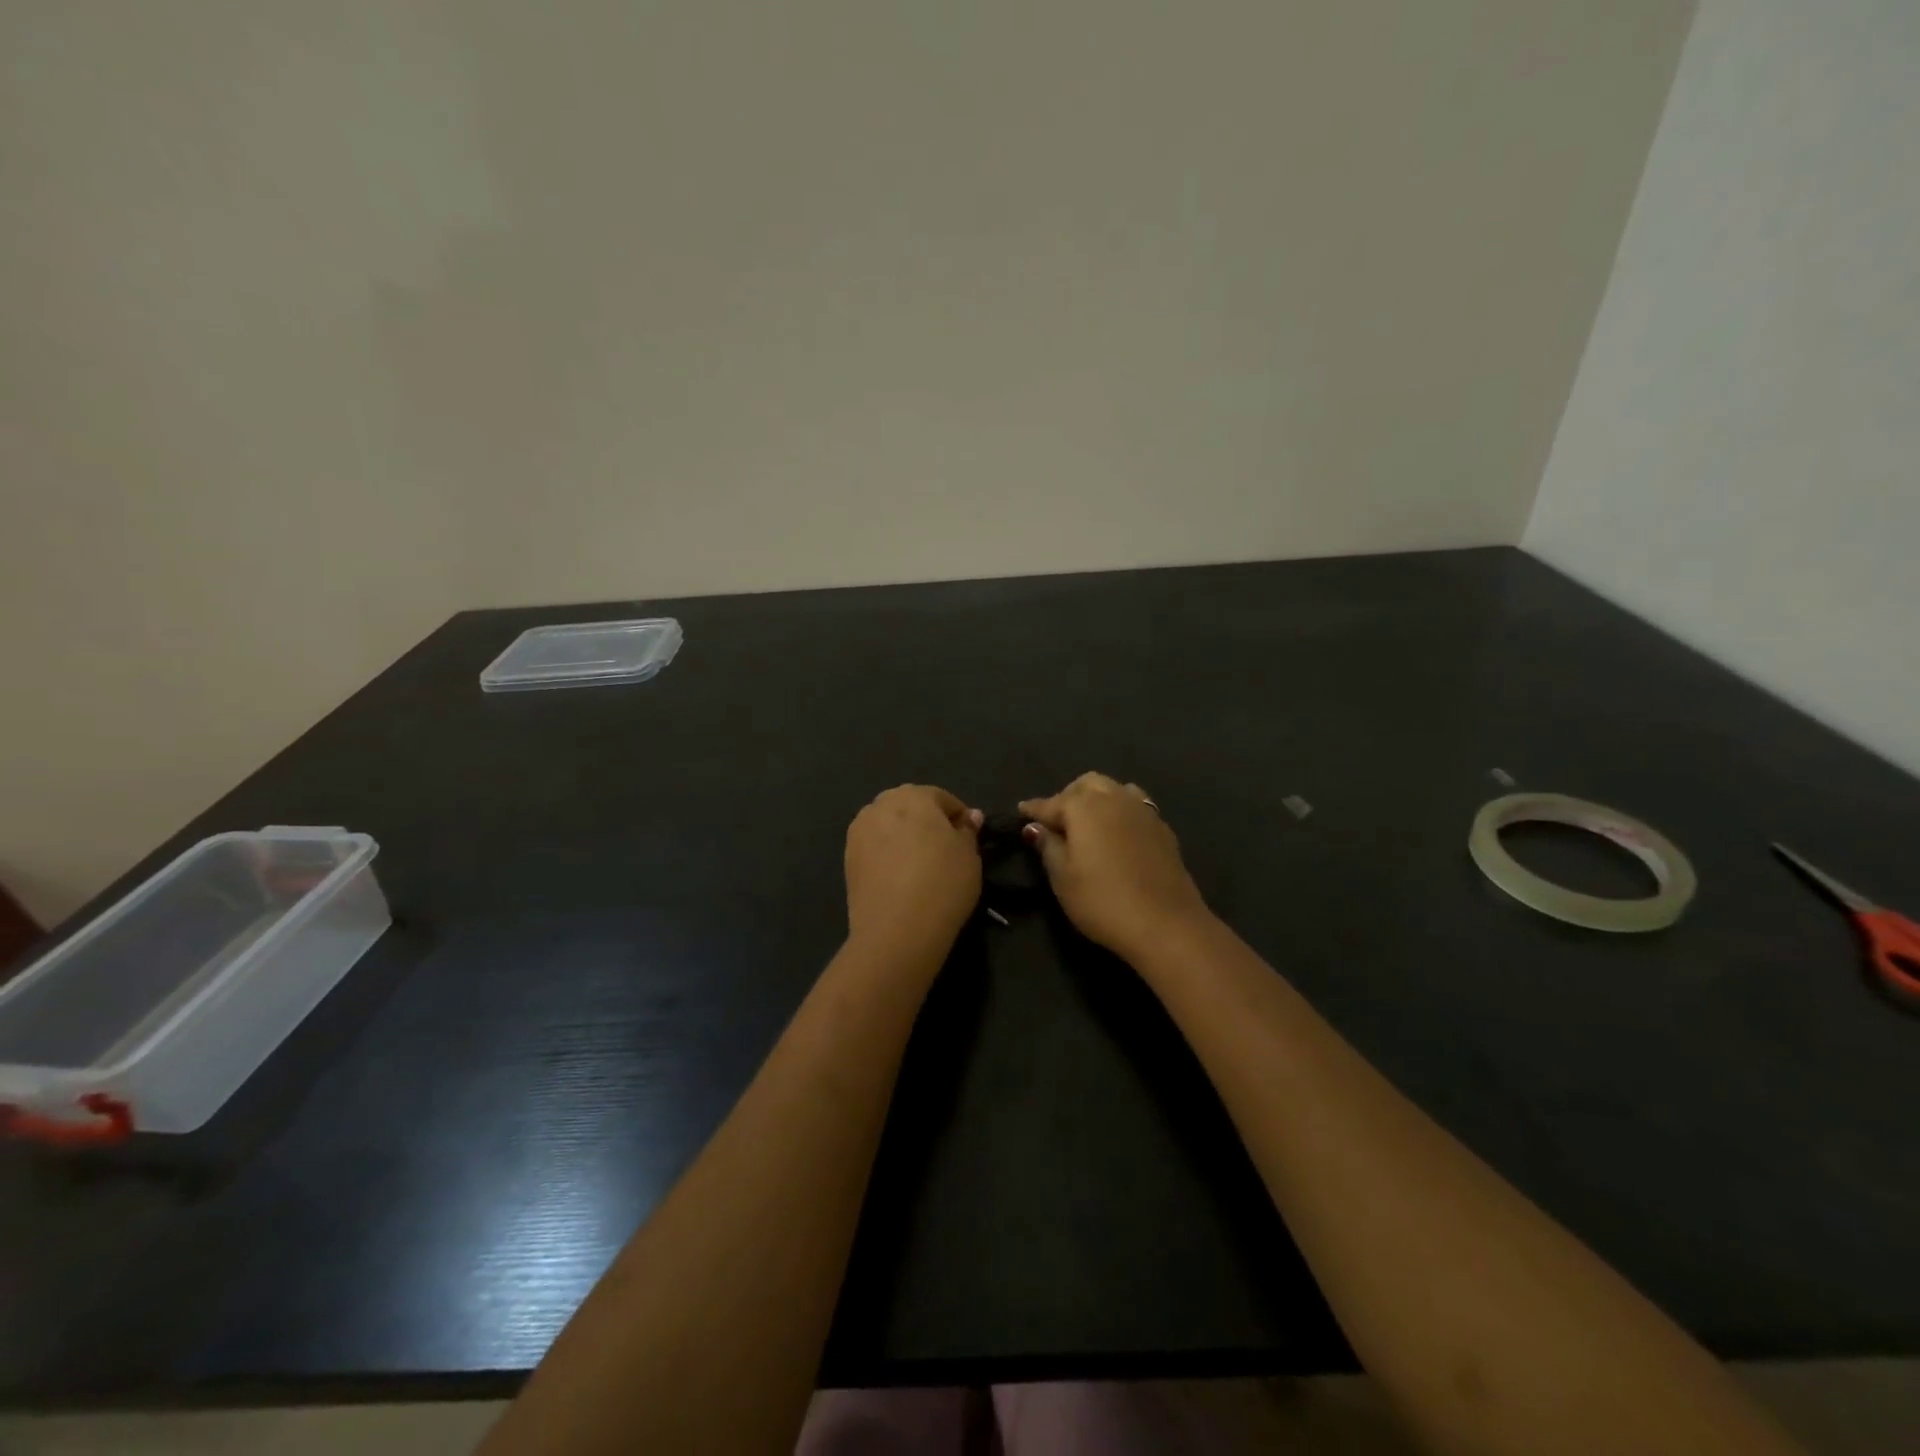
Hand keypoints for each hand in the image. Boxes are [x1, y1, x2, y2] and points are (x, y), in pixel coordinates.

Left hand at [845, 785, 983, 959]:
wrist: (896, 930)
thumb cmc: (942, 883)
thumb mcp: (970, 856)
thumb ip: (968, 831)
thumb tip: (969, 817)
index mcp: (914, 796)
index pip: (943, 798)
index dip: (959, 817)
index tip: (969, 839)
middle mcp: (881, 804)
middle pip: (910, 806)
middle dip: (927, 821)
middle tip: (944, 850)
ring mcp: (859, 831)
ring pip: (888, 825)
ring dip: (903, 836)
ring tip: (919, 864)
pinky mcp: (847, 858)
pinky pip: (874, 847)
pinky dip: (887, 855)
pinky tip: (899, 877)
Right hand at [1019, 772, 1211, 961]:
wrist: (1166, 924)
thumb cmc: (1102, 901)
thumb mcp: (1063, 878)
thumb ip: (1048, 846)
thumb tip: (1036, 827)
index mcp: (1084, 806)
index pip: (1051, 803)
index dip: (1033, 809)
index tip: (1021, 811)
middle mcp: (1114, 798)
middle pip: (1086, 784)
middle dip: (1068, 796)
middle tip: (1057, 821)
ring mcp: (1143, 811)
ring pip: (1115, 790)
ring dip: (1098, 799)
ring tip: (1089, 823)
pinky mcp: (1163, 828)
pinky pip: (1135, 807)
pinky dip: (1120, 812)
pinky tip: (1117, 834)